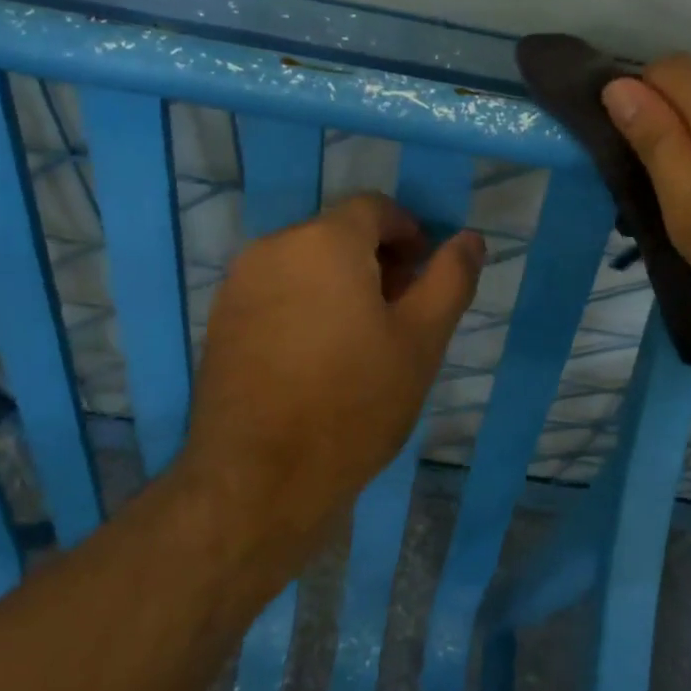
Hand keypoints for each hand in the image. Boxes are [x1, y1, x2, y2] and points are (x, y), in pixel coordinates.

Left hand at [179, 193, 483, 557]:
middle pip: (338, 233)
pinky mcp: (221, 321)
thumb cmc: (354, 403)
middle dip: (377, 259)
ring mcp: (239, 285)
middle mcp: (273, 248)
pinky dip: (307, 302)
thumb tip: (469, 238)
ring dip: (342, 281)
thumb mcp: (422, 340)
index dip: (409, 232)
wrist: (258, 482)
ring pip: (305, 262)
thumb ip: (450, 278)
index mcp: (324, 241)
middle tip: (402, 311)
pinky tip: (321, 355)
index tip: (425, 274)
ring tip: (364, 338)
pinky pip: (277, 290)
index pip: (374, 208)